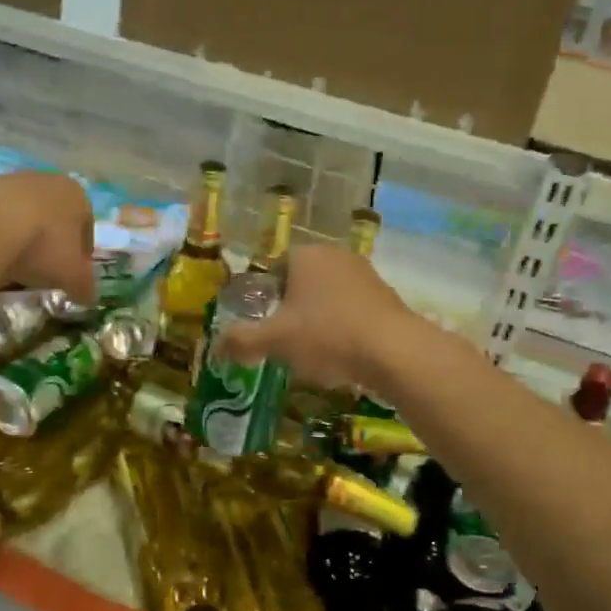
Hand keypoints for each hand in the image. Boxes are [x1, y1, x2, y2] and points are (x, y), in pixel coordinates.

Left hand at [0, 172, 95, 301]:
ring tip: (11, 265)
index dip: (82, 254)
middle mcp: (45, 180)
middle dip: (50, 242)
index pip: (86, 226)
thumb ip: (85, 286)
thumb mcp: (74, 277)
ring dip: (19, 236)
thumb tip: (88, 296)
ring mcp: (7, 180)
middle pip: (53, 216)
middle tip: (42, 271)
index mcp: (76, 196)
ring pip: (20, 213)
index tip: (72, 275)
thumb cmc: (43, 246)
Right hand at [213, 244, 417, 391]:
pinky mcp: (387, 297)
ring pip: (329, 297)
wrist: (394, 352)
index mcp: (306, 255)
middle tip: (285, 341)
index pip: (274, 268)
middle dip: (292, 309)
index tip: (265, 324)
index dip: (265, 296)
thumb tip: (217, 346)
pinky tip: (343, 355)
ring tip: (314, 352)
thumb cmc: (327, 335)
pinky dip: (344, 328)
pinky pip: (353, 310)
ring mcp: (366, 274)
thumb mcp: (275, 340)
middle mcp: (336, 256)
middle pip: (302, 282)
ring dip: (319, 320)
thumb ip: (242, 340)